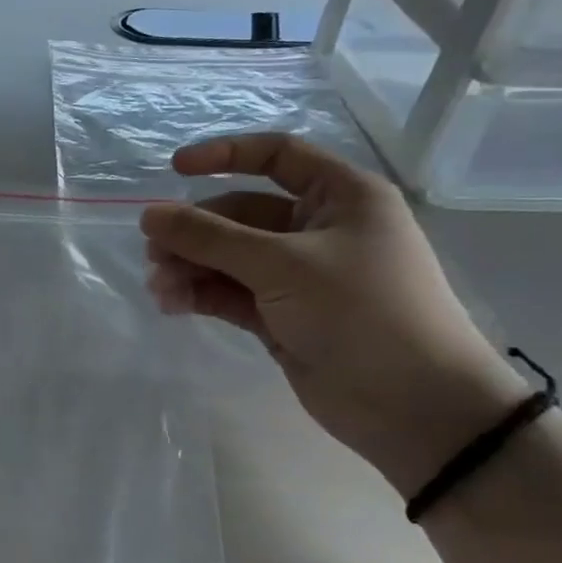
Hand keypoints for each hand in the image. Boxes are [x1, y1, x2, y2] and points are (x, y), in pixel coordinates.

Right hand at [141, 133, 527, 495]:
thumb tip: (148, 214)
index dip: (225, 155)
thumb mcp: (283, 265)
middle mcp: (318, 230)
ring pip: (229, 257)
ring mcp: (298, 276)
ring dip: (190, 266)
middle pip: (240, 214)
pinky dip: (200, 294)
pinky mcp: (280, 316)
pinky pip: (229, 293)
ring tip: (159, 286)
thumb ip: (210, 238)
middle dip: (195, 230)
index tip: (174, 169)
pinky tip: (171, 303)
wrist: (413, 407)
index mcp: (340, 197)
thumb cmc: (362, 312)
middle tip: (154, 252)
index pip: (277, 156)